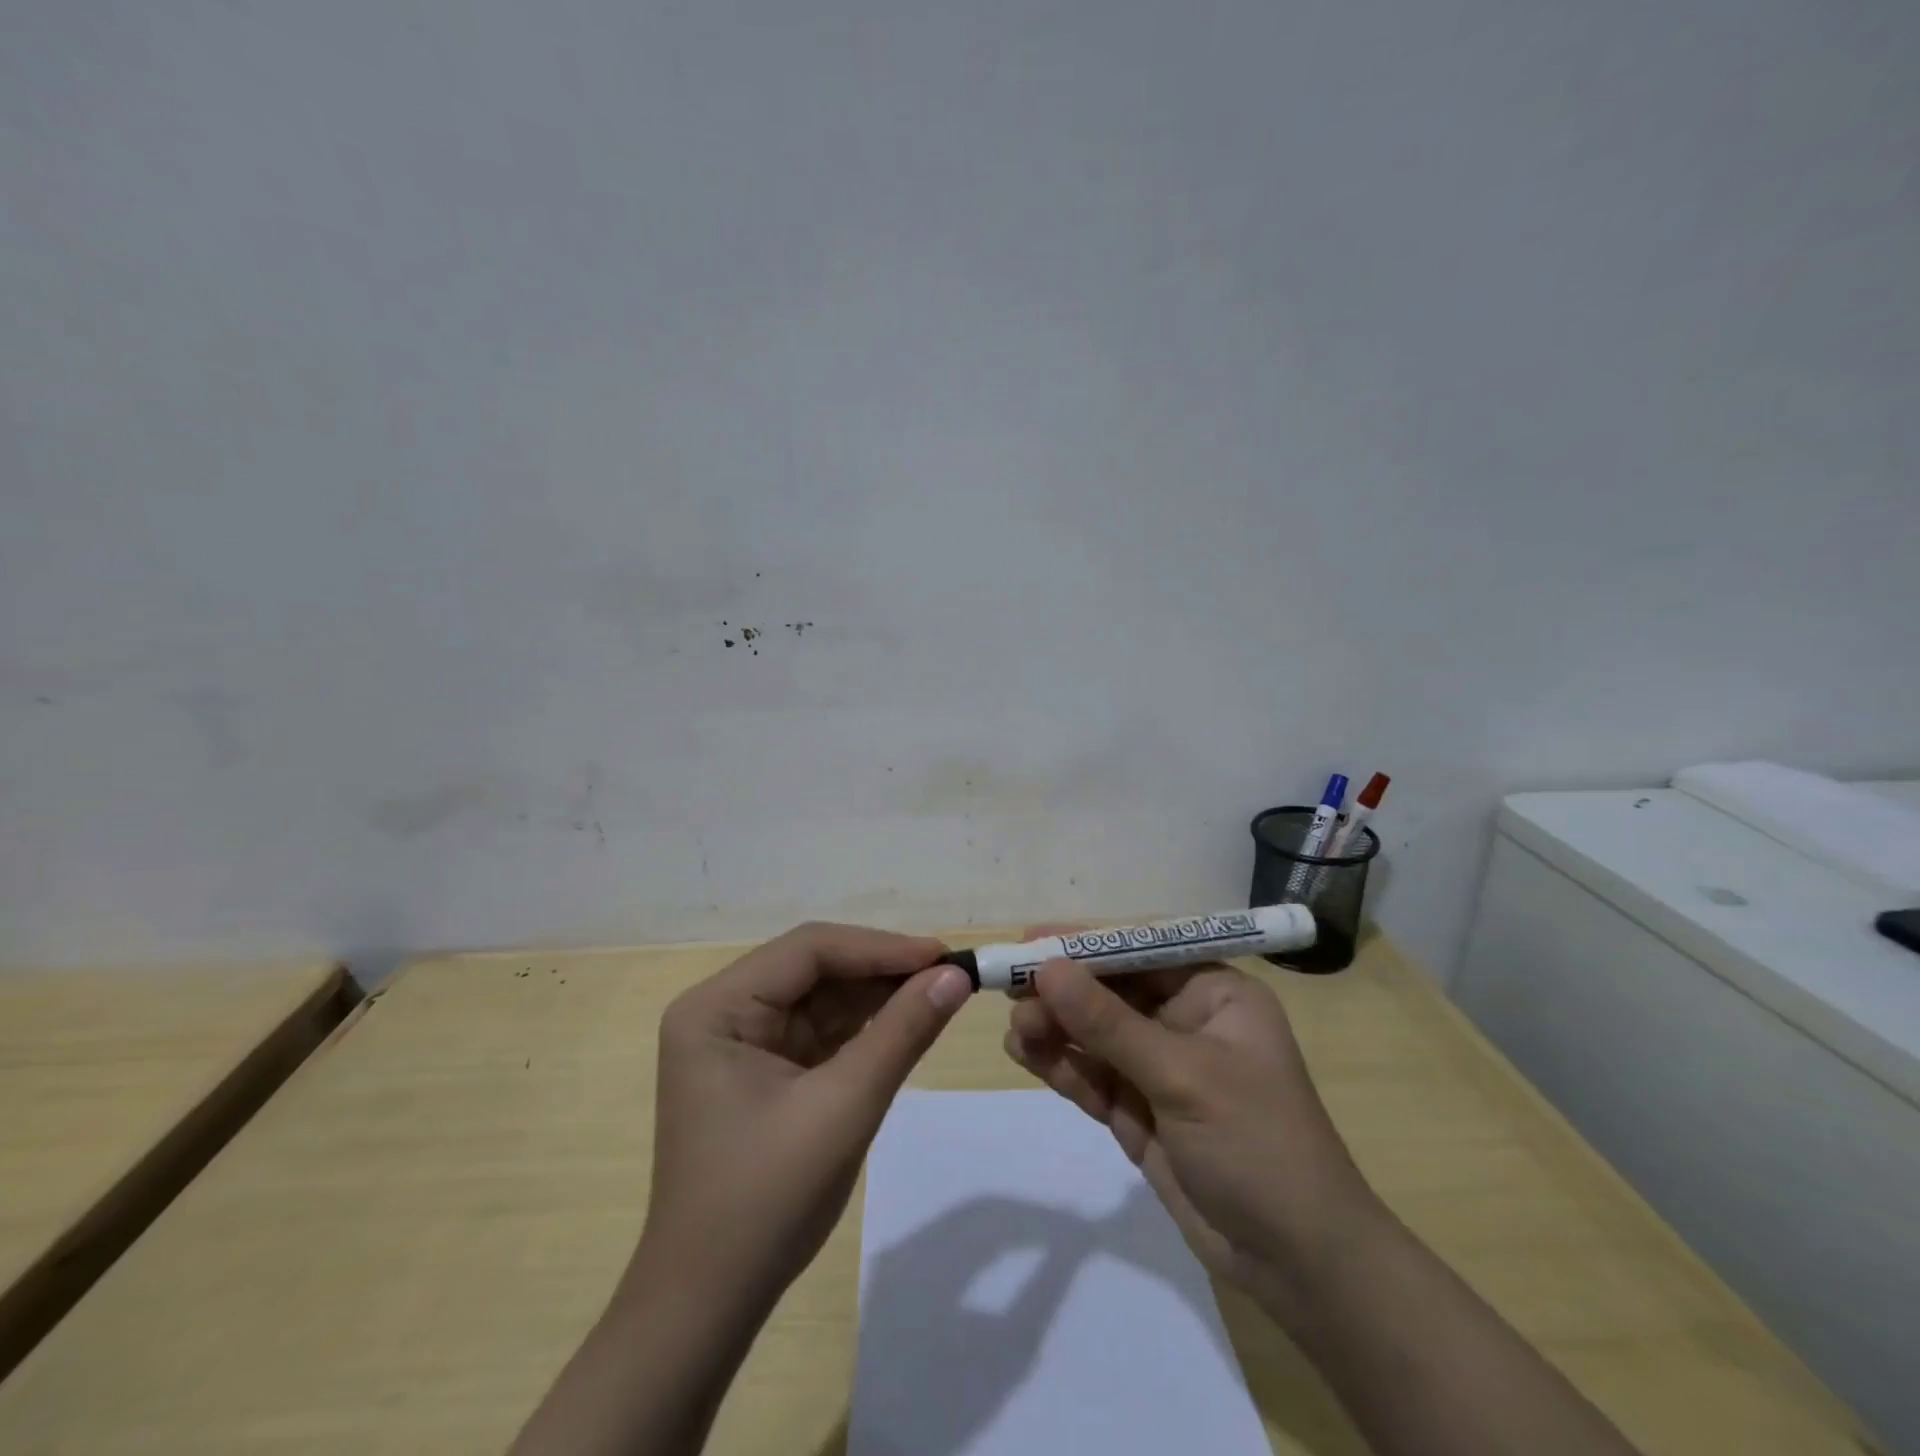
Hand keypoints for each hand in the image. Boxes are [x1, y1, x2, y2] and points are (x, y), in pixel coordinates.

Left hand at [640, 922, 973, 1312]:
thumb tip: (956, 975)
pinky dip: (864, 1027)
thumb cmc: (767, 1201)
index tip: (943, 956)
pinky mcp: (763, 1069)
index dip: (880, 947)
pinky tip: (906, 1020)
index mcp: (717, 1007)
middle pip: (814, 968)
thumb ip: (902, 1032)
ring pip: (822, 996)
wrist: (710, 1305)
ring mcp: (741, 1041)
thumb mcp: (844, 1107)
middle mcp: (723, 1011)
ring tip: (939, 991)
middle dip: (881, 970)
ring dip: (878, 996)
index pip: (808, 950)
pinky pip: (821, 1030)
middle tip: (949, 973)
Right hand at [1003, 935, 1375, 1312]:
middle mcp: (1185, 1021)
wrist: (1297, 1264)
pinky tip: (1025, 1055)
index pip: (1140, 952)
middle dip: (1062, 993)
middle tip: (1011, 993)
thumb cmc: (1257, 1144)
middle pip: (1110, 993)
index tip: (1030, 941)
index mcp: (1214, 994)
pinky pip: (1091, 1076)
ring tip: (1016, 1032)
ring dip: (1054, 1029)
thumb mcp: (1182, 1076)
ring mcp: (1159, 1069)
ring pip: (1094, 1035)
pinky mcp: (1138, 1111)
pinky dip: (1060, 1066)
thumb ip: (1109, 1024)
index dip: (1085, 945)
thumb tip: (1047, 969)